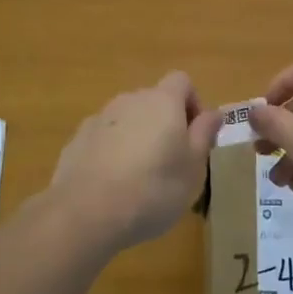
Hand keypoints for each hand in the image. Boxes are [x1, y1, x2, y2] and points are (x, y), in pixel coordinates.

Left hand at [48, 71, 219, 253]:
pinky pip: (104, 138)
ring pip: (128, 120)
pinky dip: (112, 152)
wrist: (86, 212)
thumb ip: (204, 134)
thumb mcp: (193, 167)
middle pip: (154, 101)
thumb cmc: (153, 189)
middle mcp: (130, 99)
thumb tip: (215, 112)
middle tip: (171, 163)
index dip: (193, 103)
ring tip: (139, 179)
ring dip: (137, 138)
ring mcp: (100, 118)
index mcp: (163, 101)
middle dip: (164, 124)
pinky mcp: (78, 139)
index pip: (182, 81)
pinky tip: (111, 186)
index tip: (195, 136)